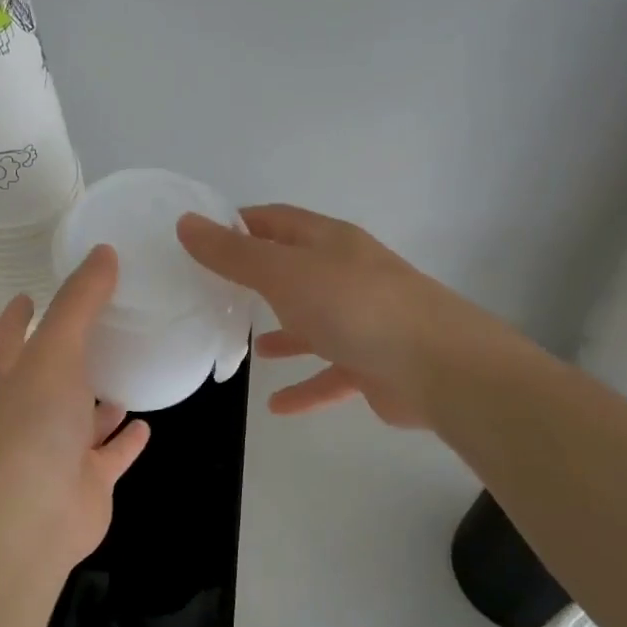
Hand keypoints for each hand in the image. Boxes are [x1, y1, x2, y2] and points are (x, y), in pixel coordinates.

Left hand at [0, 245, 151, 572]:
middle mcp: (32, 411)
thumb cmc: (35, 422)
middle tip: (101, 325)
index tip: (27, 293)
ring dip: (99, 399)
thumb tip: (103, 251)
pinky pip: (110, 456)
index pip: (10, 337)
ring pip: (82, 417)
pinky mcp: (87, 481)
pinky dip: (125, 441)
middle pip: (49, 375)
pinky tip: (145, 425)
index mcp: (15, 377)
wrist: (32, 514)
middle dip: (69, 354)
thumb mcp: (57, 348)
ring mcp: (59, 449)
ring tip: (127, 372)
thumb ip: (80, 301)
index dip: (17, 315)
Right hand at [178, 204, 506, 426]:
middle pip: (294, 271)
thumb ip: (234, 254)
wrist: (440, 366)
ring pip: (313, 323)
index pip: (276, 221)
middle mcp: (346, 275)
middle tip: (214, 293)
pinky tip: (277, 406)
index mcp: (327, 243)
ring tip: (250, 348)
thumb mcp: (284, 274)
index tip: (201, 237)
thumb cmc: (354, 307)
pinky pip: (330, 374)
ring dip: (284, 334)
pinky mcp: (372, 364)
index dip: (239, 223)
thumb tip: (186, 222)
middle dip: (258, 280)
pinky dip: (305, 386)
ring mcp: (362, 320)